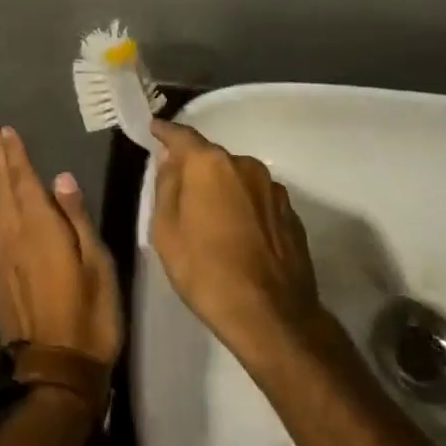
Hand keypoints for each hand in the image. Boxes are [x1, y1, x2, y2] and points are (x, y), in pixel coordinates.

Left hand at [0, 125, 121, 365]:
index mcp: (40, 229)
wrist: (55, 373)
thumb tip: (61, 178)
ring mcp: (4, 258)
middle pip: (4, 190)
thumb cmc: (89, 315)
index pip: (25, 182)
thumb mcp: (96, 265)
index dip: (16, 155)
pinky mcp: (1, 277)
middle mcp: (15, 237)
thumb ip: (77, 219)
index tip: (5, 130)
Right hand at [149, 120, 328, 364]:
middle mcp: (246, 166)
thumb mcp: (166, 231)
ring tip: (210, 220)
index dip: (166, 132)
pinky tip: (237, 236)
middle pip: (212, 159)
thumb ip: (166, 186)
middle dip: (195, 169)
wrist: (271, 316)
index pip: (183, 136)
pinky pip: (257, 201)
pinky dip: (244, 209)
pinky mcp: (291, 215)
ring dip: (222, 190)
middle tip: (179, 191)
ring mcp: (273, 190)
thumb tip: (171, 161)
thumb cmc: (206, 271)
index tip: (155, 129)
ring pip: (238, 179)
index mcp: (210, 165)